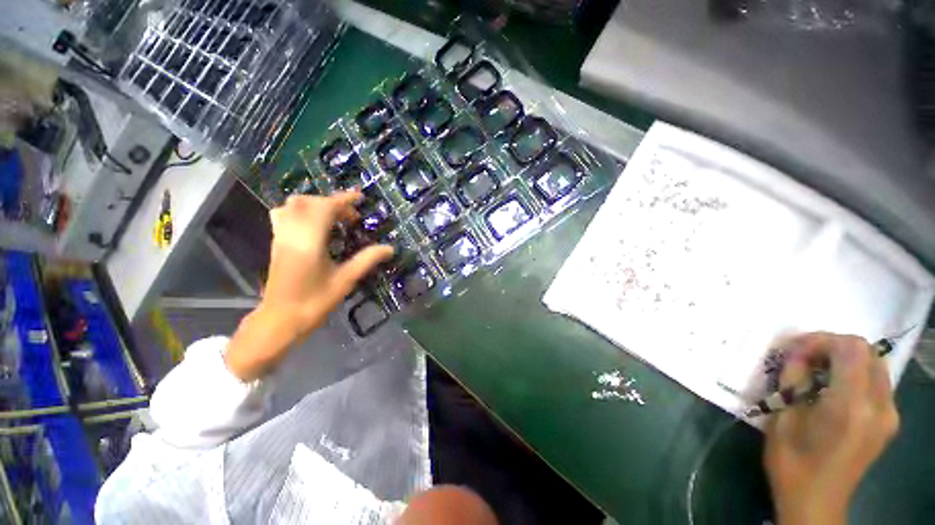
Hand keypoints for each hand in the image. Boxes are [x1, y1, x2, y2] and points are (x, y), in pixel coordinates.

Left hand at [225, 191, 393, 380]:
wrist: (280, 319)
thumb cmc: (315, 302)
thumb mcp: (346, 280)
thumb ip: (367, 260)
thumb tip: (390, 248)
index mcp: (309, 241)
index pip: (326, 208)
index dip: (344, 199)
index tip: (361, 197)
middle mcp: (292, 233)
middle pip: (309, 202)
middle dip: (333, 203)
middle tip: (352, 218)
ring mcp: (280, 237)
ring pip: (293, 205)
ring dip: (316, 204)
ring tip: (333, 217)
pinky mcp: (276, 243)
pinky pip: (284, 214)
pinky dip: (301, 211)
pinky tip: (314, 224)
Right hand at [764, 333, 899, 524]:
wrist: (816, 501)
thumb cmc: (792, 461)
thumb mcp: (783, 417)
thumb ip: (793, 379)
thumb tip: (796, 353)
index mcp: (852, 406)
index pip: (849, 349)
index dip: (820, 340)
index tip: (794, 349)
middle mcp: (879, 406)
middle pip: (867, 352)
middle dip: (832, 345)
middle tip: (803, 356)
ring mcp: (889, 415)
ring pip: (874, 364)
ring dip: (844, 358)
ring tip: (816, 370)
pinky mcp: (888, 422)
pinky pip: (877, 381)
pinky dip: (855, 373)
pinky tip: (833, 387)